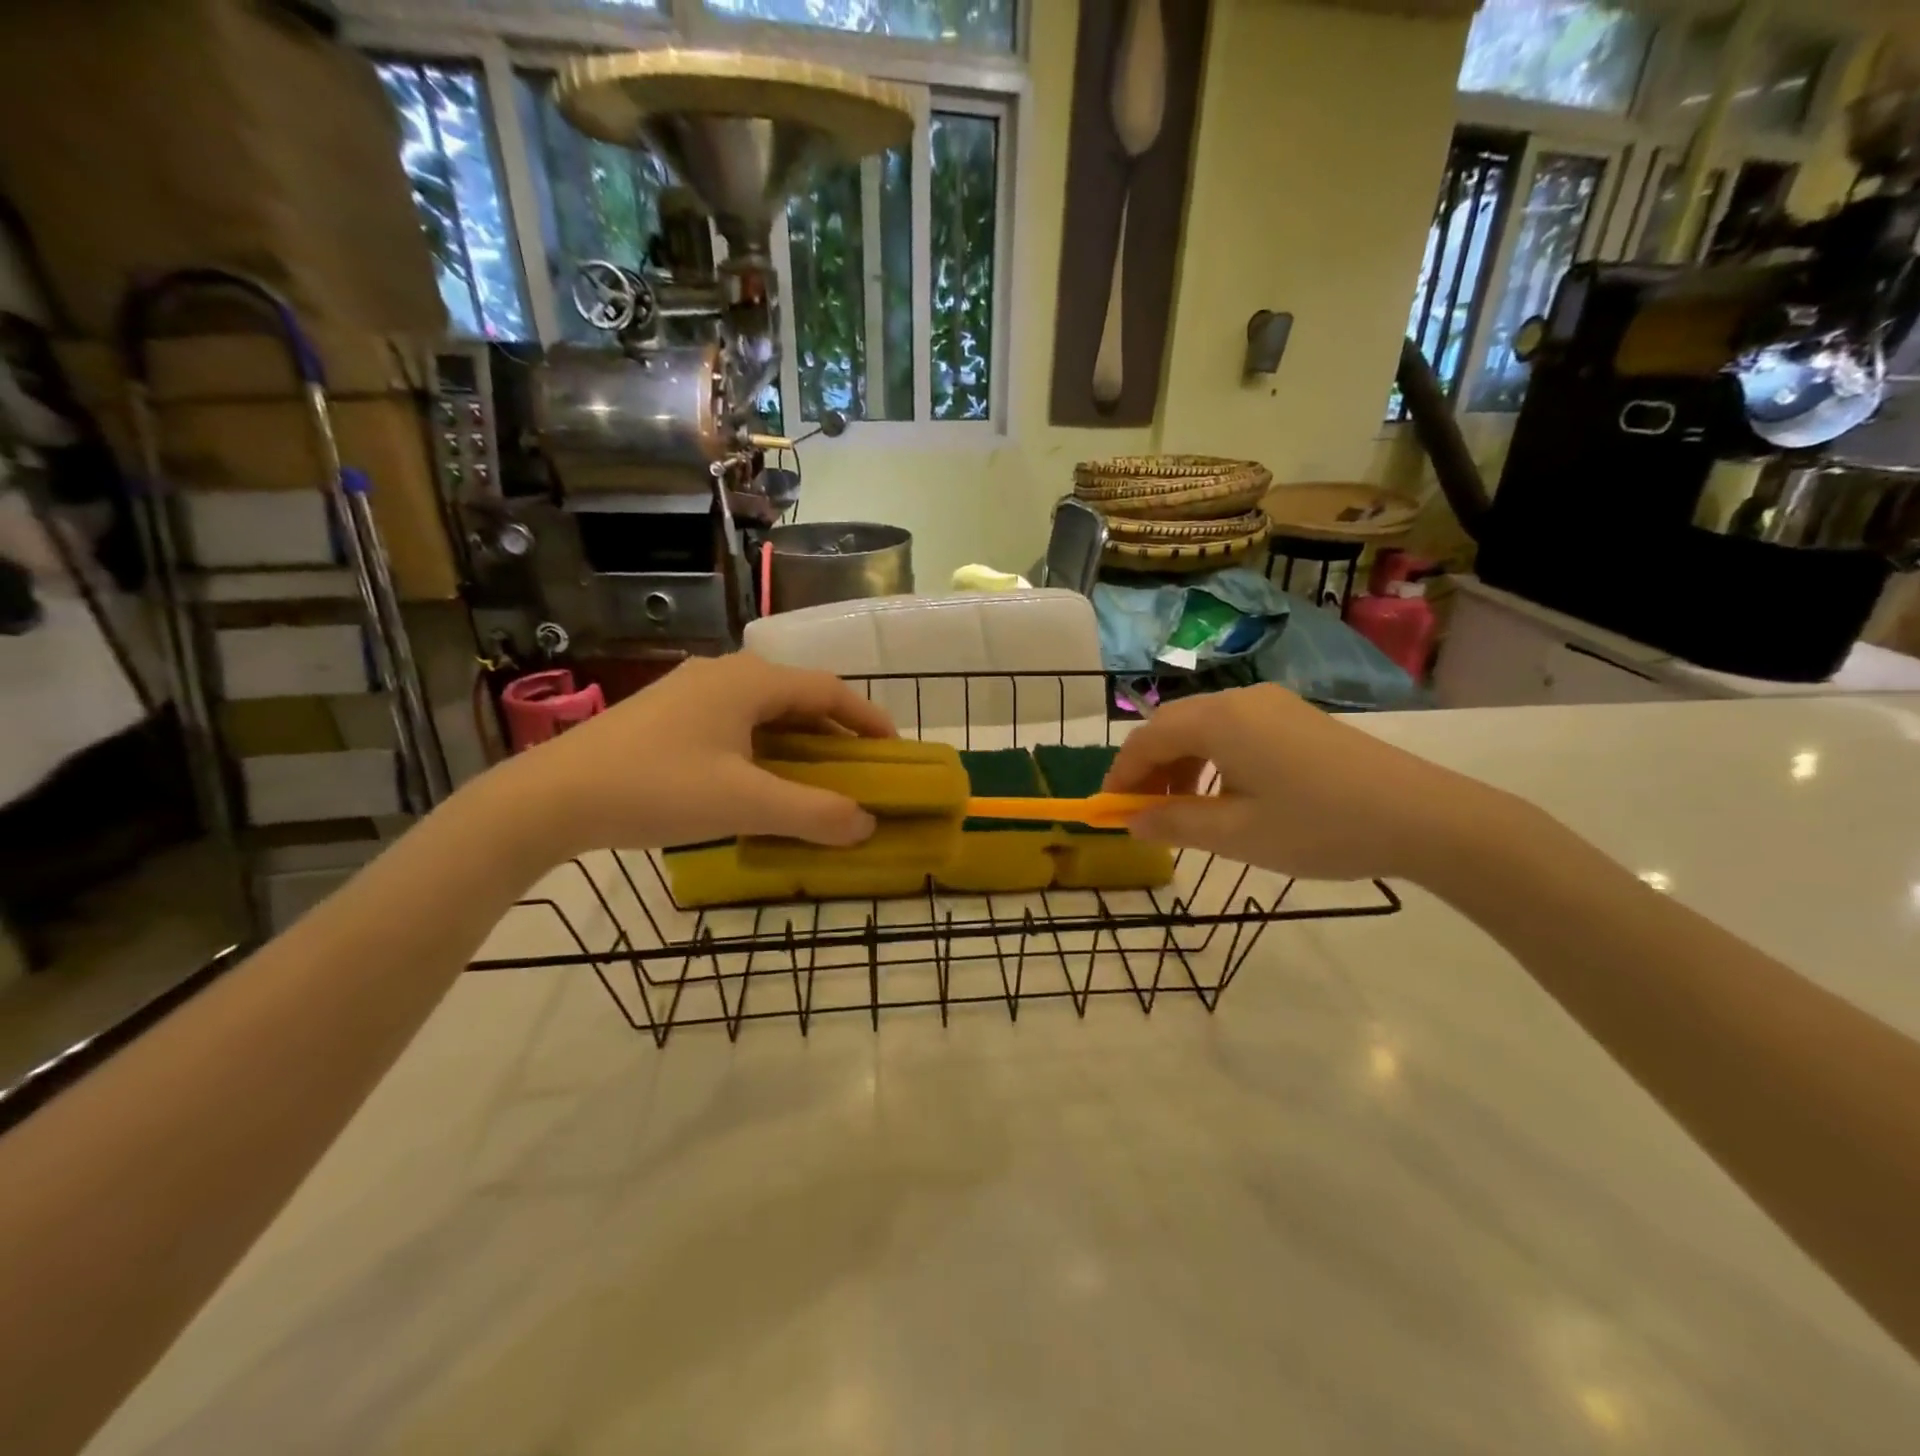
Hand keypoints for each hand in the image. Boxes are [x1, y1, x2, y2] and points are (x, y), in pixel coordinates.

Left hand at [490, 653, 894, 860]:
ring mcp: (690, 692)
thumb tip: (865, 824)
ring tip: (815, 778)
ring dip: (798, 741)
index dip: (867, 718)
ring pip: (764, 711)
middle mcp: (724, 674)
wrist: (552, 797)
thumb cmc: (658, 789)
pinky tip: (757, 780)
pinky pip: (735, 723)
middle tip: (859, 769)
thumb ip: (813, 813)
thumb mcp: (745, 804)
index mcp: (749, 681)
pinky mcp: (666, 715)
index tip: (893, 749)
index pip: (828, 690)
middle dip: (834, 733)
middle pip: (797, 697)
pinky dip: (763, 747)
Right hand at [1102, 684, 1502, 881]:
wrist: (1424, 817)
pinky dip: (1214, 760)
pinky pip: (1235, 731)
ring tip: (1185, 811)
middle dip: (1149, 770)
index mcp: (1218, 721)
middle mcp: (1240, 701)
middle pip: (1172, 727)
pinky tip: (1227, 795)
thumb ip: (1174, 823)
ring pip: (1204, 728)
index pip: (1145, 739)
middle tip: (1144, 814)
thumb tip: (1131, 821)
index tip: (1109, 811)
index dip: (1120, 775)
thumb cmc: (1318, 826)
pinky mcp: (1298, 718)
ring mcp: (1273, 705)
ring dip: (1181, 765)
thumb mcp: (1236, 834)